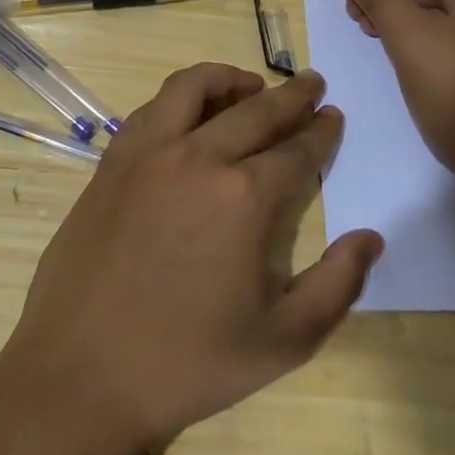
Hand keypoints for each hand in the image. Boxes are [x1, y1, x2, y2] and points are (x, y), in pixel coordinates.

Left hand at [0, 64, 383, 454]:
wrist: (82, 374)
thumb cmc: (189, 363)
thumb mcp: (283, 341)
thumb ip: (338, 285)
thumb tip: (371, 236)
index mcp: (245, 197)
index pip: (296, 149)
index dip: (321, 132)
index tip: (333, 116)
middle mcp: (198, 157)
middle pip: (256, 110)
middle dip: (291, 95)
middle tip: (312, 84)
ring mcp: (148, 153)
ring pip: (195, 88)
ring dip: (231, 79)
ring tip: (251, 86)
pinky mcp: (112, 162)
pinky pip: (152, 108)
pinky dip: (182, 98)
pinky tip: (190, 115)